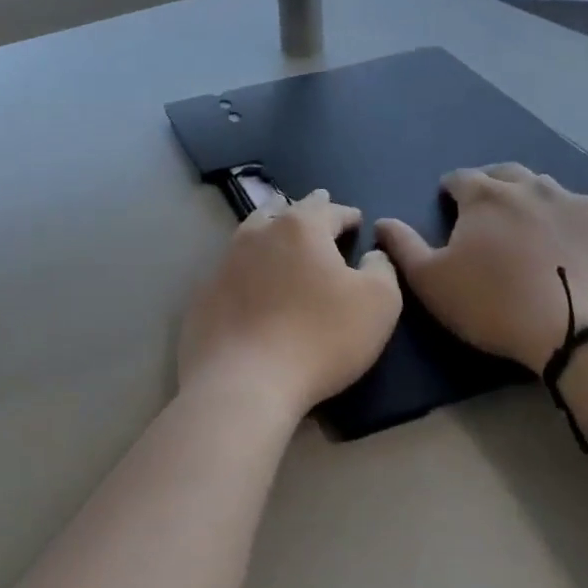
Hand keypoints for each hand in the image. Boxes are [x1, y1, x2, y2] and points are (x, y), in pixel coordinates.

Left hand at [180, 190, 401, 423]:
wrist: (244, 379)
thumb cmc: (320, 337)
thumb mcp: (378, 303)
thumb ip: (381, 270)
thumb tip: (372, 255)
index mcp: (300, 227)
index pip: (328, 210)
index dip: (346, 214)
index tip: (356, 219)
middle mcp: (259, 233)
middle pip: (284, 210)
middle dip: (305, 209)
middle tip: (316, 208)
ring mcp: (226, 261)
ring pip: (252, 232)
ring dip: (270, 227)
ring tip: (279, 229)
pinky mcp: (206, 292)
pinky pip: (232, 267)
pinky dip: (247, 265)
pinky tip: (250, 278)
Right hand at [374, 165, 587, 371]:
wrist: (583, 334)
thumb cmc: (495, 304)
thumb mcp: (431, 281)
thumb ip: (402, 246)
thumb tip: (382, 221)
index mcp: (486, 196)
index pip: (461, 178)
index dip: (450, 190)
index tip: (447, 204)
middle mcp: (533, 188)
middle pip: (507, 174)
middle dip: (493, 184)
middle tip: (487, 208)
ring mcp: (581, 205)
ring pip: (555, 188)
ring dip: (540, 197)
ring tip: (535, 219)